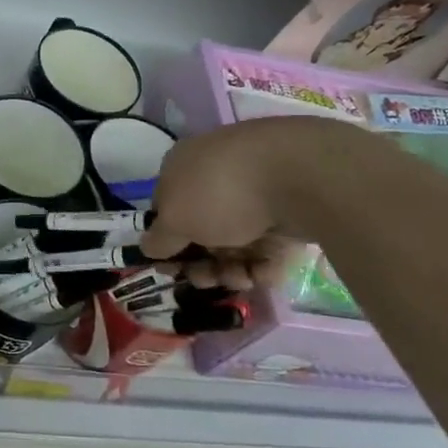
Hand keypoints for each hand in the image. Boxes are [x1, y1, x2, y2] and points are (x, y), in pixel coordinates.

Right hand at [139, 116, 361, 291]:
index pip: (166, 208)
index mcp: (182, 167)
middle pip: (202, 229)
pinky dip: (263, 263)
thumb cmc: (221, 193)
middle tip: (208, 281)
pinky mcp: (289, 209)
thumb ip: (159, 239)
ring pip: (236, 241)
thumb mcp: (176, 220)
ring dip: (232, 269)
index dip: (167, 243)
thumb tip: (149, 247)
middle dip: (202, 263)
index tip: (173, 271)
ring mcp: (255, 191)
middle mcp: (216, 176)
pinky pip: (269, 243)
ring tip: (241, 281)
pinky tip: (264, 274)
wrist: (298, 177)